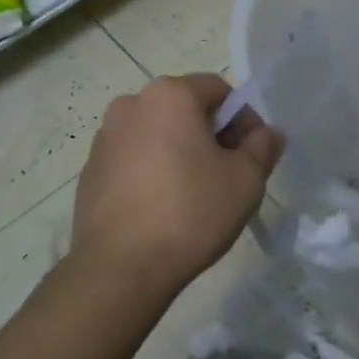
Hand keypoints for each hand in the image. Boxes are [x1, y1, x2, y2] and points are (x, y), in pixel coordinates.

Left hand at [72, 74, 283, 298]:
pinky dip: (152, 172)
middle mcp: (132, 104)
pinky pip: (133, 159)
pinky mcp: (90, 169)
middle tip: (228, 176)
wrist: (119, 268)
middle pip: (185, 109)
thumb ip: (262, 147)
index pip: (219, 90)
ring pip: (158, 134)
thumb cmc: (190, 212)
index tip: (252, 155)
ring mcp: (105, 137)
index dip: (243, 119)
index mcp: (170, 95)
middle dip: (211, 135)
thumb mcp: (245, 180)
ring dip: (180, 153)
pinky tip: (162, 209)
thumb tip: (267, 133)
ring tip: (194, 196)